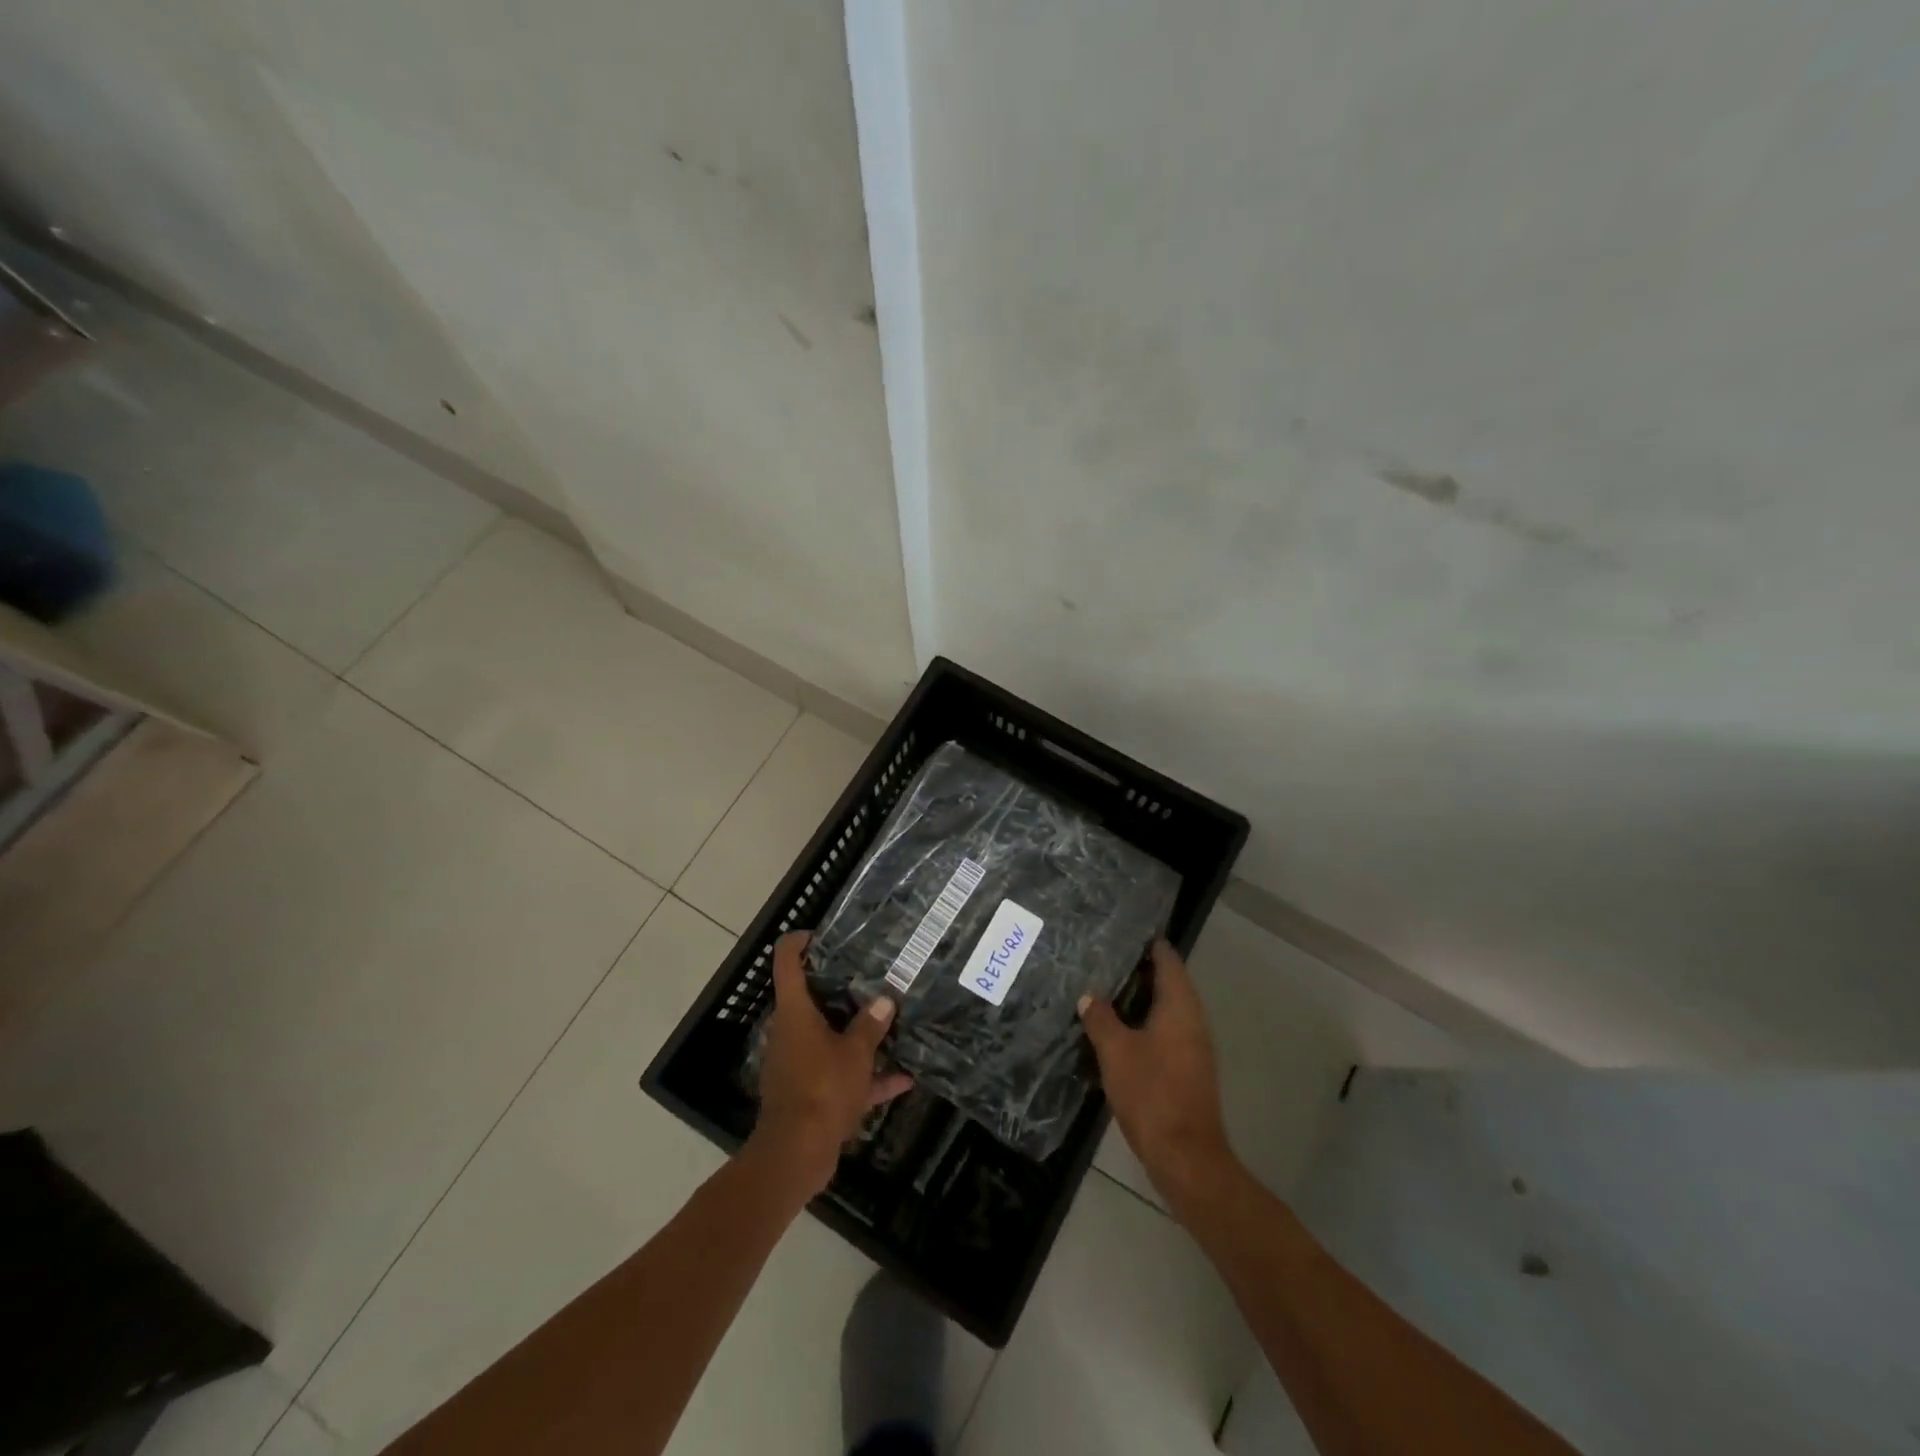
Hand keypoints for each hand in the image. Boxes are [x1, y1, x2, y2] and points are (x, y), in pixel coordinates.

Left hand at [749, 931, 913, 1196]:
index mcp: (795, 1012)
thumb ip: (871, 1025)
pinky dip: (866, 1076)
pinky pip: (839, 1074)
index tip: (821, 933)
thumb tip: (885, 999)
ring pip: (828, 1037)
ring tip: (890, 1019)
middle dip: (839, 987)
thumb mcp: (855, 1053)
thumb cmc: (822, 1089)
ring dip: (856, 1032)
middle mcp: (792, 1032)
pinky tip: (903, 1079)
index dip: (800, 941)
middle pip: (810, 998)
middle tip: (870, 973)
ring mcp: (799, 1063)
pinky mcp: (810, 1092)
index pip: (787, 962)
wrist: (797, 1154)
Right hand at [1079, 939, 1236, 1215]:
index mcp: (1180, 1007)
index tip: (1124, 932)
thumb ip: (1101, 1019)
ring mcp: (1194, 1047)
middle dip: (1138, 971)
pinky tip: (1117, 1031)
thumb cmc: (1152, 1094)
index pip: (1168, 960)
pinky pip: (1165, 1032)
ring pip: (1166, 1010)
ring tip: (1104, 990)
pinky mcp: (1188, 1069)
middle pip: (1168, 983)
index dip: (1149, 944)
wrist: (1186, 1157)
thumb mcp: (1116, 1052)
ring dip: (1139, 999)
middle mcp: (1193, 1020)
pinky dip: (1144, 1024)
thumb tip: (1089, 996)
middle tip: (1104, 958)